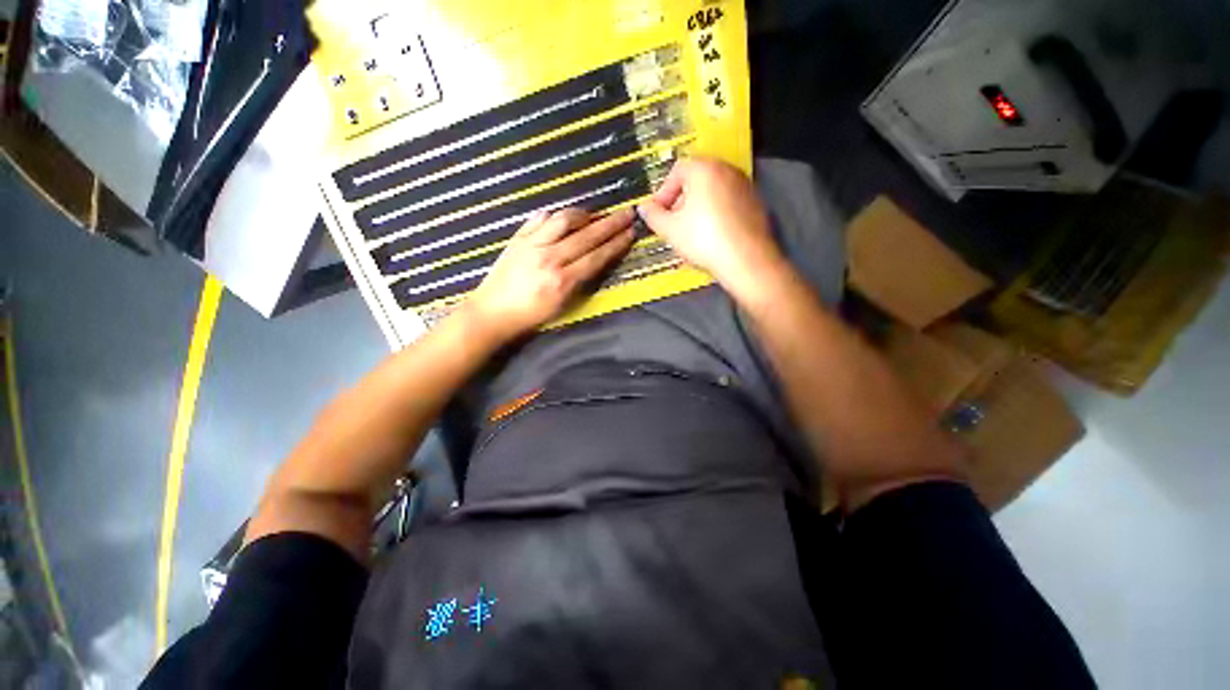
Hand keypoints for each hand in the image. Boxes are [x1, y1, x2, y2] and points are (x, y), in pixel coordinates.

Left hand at [463, 207, 635, 342]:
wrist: (492, 311)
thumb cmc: (531, 316)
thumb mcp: (562, 305)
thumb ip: (582, 281)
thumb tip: (598, 258)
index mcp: (562, 281)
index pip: (596, 256)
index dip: (616, 243)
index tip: (631, 232)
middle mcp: (550, 258)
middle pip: (586, 236)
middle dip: (610, 224)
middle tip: (627, 213)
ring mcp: (532, 244)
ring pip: (564, 220)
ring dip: (586, 215)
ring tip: (597, 215)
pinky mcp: (518, 237)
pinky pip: (541, 218)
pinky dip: (557, 215)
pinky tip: (566, 217)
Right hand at [637, 156, 787, 301]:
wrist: (745, 260)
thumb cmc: (703, 239)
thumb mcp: (669, 229)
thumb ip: (653, 215)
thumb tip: (644, 208)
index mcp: (704, 169)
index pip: (676, 171)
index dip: (663, 193)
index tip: (658, 214)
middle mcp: (726, 170)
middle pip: (696, 180)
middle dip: (680, 201)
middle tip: (673, 224)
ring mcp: (744, 186)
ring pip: (713, 193)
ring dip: (697, 209)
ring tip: (691, 233)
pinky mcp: (755, 204)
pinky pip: (728, 204)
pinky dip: (716, 215)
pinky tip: (711, 237)